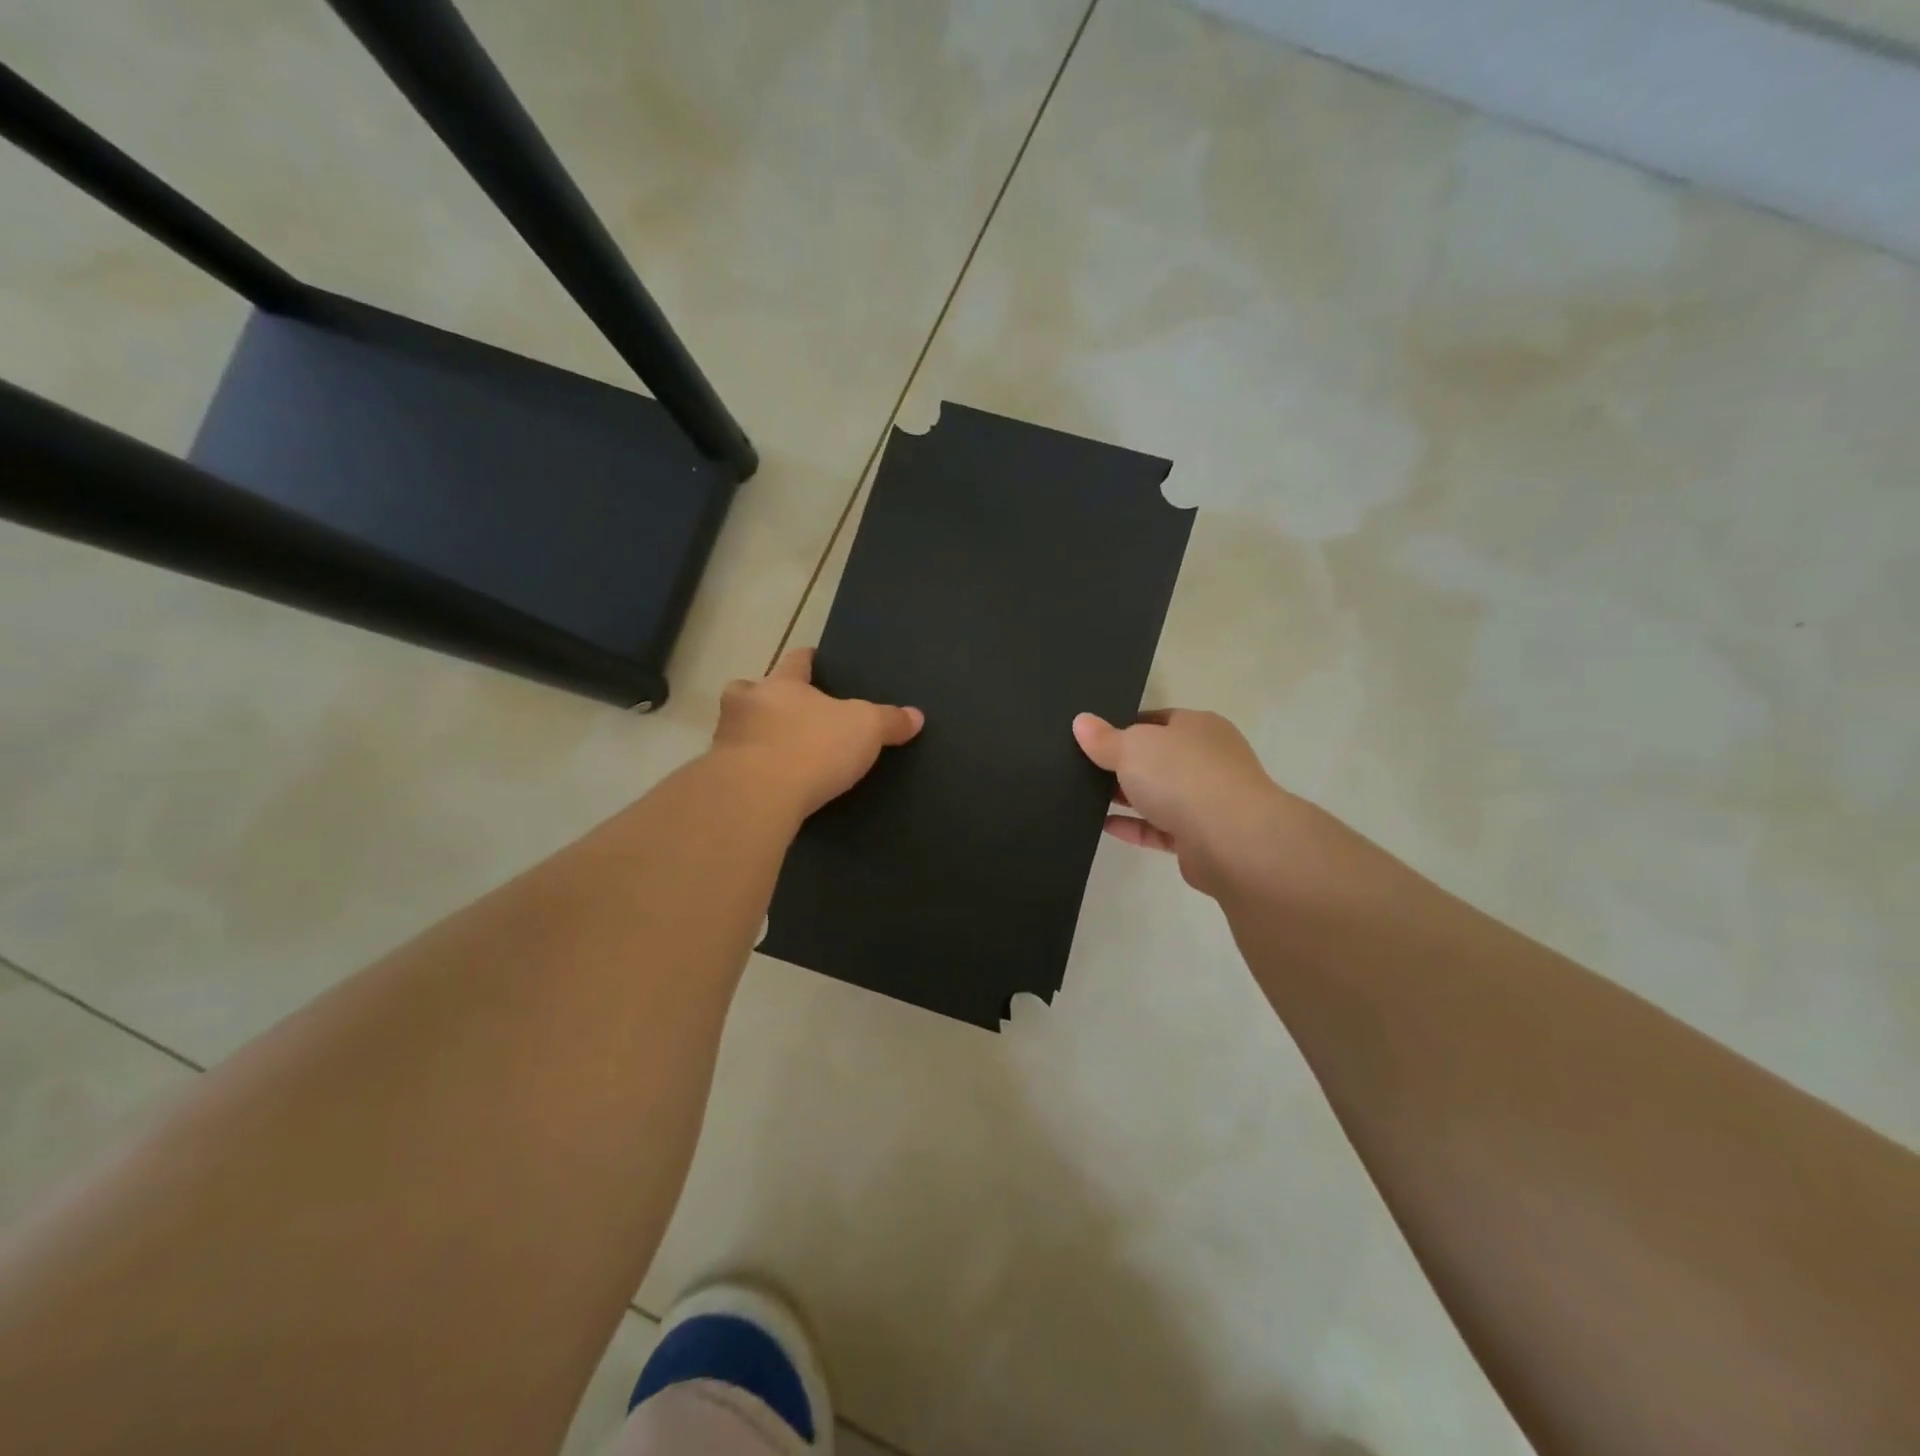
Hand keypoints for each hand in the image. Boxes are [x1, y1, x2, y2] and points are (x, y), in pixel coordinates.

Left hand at [712, 648, 922, 818]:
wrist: (757, 795)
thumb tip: (916, 715)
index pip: (795, 660)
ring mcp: (726, 739)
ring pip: (737, 727)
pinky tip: (768, 785)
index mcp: (782, 683)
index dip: (806, 658)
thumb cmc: (813, 747)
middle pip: (751, 690)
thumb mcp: (866, 730)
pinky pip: (735, 765)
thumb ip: (889, 721)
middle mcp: (747, 704)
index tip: (812, 657)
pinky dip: (749, 770)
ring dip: (753, 735)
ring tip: (776, 753)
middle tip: (785, 712)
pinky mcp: (719, 776)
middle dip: (765, 698)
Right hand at [1073, 709, 1292, 896]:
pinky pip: (1158, 829)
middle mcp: (1207, 760)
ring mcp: (1206, 800)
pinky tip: (1102, 825)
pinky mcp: (1199, 839)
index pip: (1157, 720)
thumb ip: (1104, 738)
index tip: (1091, 736)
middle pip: (1157, 758)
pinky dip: (1133, 827)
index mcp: (1199, 727)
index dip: (1124, 726)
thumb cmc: (1182, 776)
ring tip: (1084, 797)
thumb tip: (1081, 721)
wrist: (1231, 840)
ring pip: (1158, 795)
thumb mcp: (1132, 747)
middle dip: (1123, 764)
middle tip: (1080, 767)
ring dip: (1126, 797)